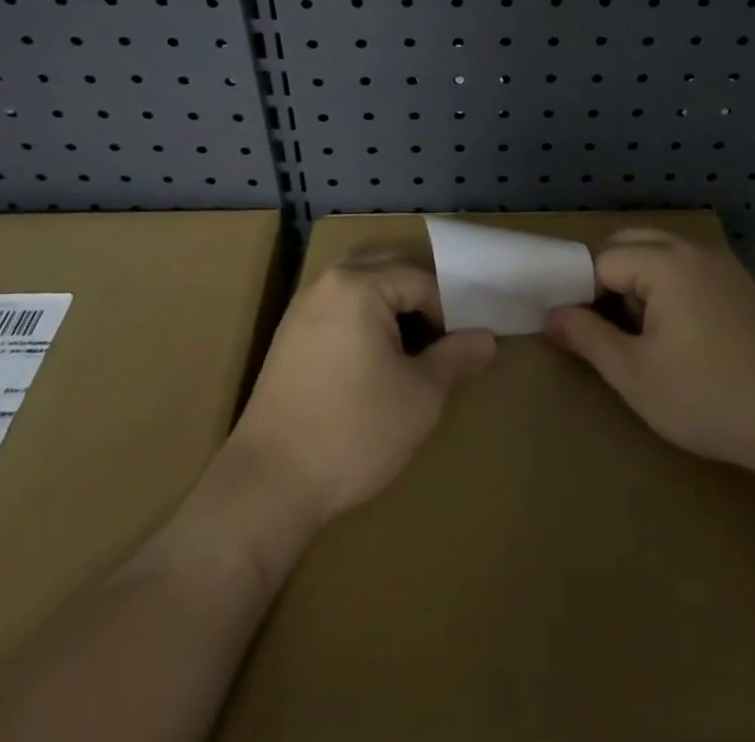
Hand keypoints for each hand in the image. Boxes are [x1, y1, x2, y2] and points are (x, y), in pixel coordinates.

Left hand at [226, 258, 494, 529]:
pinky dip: (363, 318)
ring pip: (361, 284)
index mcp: (360, 284)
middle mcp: (328, 282)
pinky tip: (372, 360)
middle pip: (389, 268)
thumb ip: (457, 357)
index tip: (458, 350)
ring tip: (410, 347)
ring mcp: (302, 306)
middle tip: (441, 339)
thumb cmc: (354, 432)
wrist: (268, 485)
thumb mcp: (421, 396)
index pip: (422, 281)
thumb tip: (487, 338)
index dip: (448, 313)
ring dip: (391, 305)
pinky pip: (338, 305)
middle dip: (420, 298)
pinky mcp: (288, 335)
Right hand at [544, 228, 754, 473]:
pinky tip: (674, 334)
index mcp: (665, 261)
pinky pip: (685, 268)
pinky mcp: (738, 284)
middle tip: (601, 329)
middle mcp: (693, 249)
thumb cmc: (708, 398)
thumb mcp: (635, 375)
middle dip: (606, 279)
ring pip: (658, 254)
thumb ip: (586, 338)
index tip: (574, 330)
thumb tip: (551, 316)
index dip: (581, 293)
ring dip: (636, 283)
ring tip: (637, 335)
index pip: (602, 260)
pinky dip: (666, 287)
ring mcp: (721, 264)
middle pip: (630, 244)